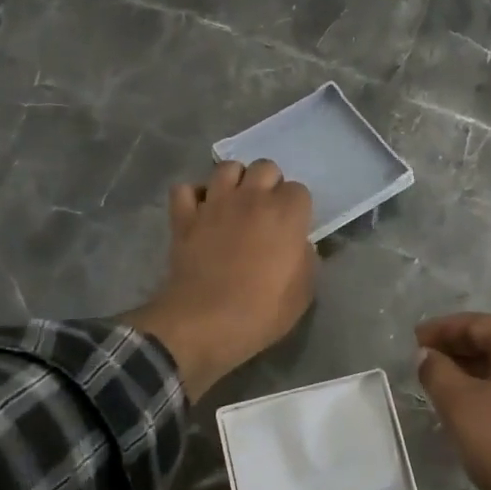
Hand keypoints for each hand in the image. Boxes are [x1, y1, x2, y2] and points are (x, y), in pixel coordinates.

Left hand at [127, 160, 315, 399]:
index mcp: (286, 213)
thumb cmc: (262, 311)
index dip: (297, 208)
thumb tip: (299, 245)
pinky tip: (200, 211)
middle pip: (265, 167)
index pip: (299, 190)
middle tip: (266, 211)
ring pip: (226, 168)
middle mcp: (252, 198)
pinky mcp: (184, 217)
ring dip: (235, 180)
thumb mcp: (303, 292)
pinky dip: (193, 196)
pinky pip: (184, 189)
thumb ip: (306, 259)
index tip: (293, 228)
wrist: (206, 322)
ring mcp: (215, 203)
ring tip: (235, 203)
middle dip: (269, 183)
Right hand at [415, 313, 490, 489]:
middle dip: (456, 348)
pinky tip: (471, 406)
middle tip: (423, 362)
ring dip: (472, 369)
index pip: (476, 323)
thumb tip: (428, 355)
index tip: (413, 341)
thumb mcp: (460, 405)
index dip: (441, 330)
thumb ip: (437, 372)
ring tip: (441, 385)